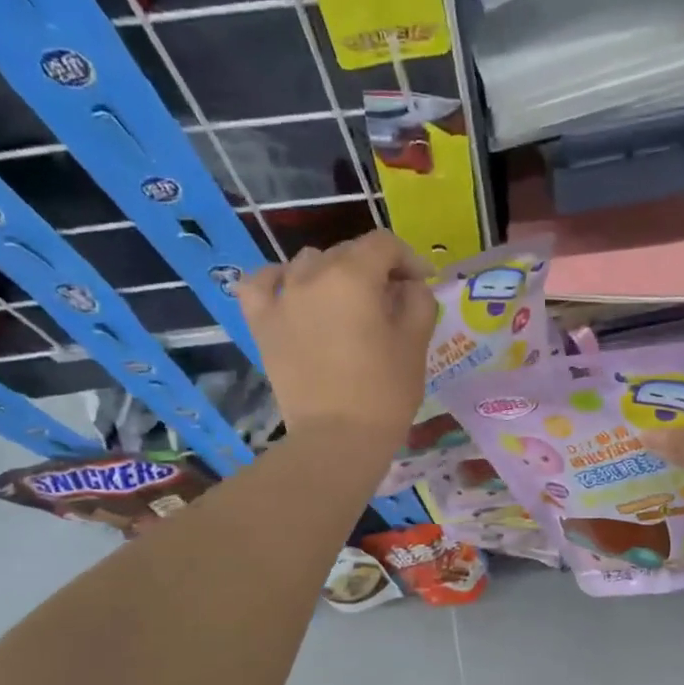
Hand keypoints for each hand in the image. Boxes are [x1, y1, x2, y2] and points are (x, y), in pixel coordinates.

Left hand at [236, 231, 437, 448]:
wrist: (337, 439)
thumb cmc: (384, 393)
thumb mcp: (416, 343)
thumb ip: (418, 300)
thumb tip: (407, 285)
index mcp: (353, 275)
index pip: (384, 245)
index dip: (409, 259)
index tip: (422, 283)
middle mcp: (311, 275)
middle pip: (347, 252)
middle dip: (375, 269)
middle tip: (392, 302)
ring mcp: (281, 298)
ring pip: (307, 263)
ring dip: (332, 274)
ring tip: (346, 304)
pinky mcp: (261, 324)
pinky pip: (261, 284)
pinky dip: (277, 281)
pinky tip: (292, 293)